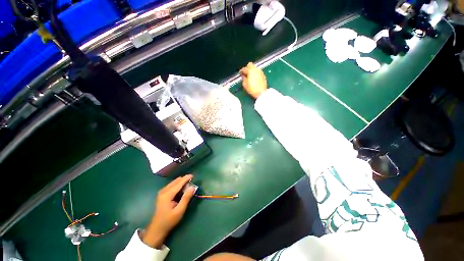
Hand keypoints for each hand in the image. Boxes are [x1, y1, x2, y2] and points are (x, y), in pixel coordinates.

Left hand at [143, 174, 195, 248]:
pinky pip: (171, 185)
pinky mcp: (162, 194)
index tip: (193, 175)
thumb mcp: (179, 211)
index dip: (186, 178)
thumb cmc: (169, 220)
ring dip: (181, 183)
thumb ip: (186, 198)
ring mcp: (161, 192)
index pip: (179, 183)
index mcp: (167, 194)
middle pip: (176, 181)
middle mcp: (163, 191)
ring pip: (174, 182)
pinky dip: (177, 185)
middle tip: (191, 184)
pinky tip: (181, 190)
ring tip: (187, 187)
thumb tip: (192, 187)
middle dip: (184, 180)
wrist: (157, 228)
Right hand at [240, 62, 267, 98]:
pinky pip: (258, 71)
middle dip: (247, 68)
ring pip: (254, 67)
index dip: (241, 71)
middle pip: (250, 64)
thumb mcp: (245, 85)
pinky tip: (254, 77)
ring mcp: (260, 71)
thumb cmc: (252, 89)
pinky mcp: (263, 75)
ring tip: (249, 76)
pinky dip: (255, 73)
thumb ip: (243, 79)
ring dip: (251, 70)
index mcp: (250, 71)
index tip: (240, 74)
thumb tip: (243, 76)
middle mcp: (255, 69)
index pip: (244, 68)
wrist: (262, 93)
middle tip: (245, 73)